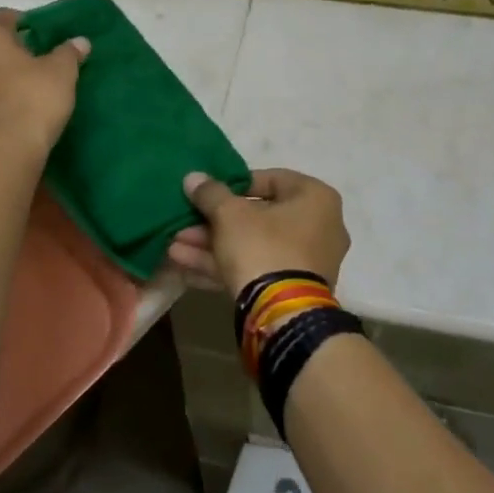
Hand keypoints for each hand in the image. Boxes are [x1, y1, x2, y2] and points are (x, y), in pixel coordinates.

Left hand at [0, 9, 88, 155]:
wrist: (5, 152)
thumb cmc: (33, 99)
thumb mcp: (62, 72)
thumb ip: (69, 52)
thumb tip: (79, 41)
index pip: (5, 16)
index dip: (28, 22)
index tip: (47, 35)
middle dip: (15, 49)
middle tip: (43, 59)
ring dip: (5, 74)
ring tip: (32, 86)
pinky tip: (19, 107)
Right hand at [168, 168, 350, 295]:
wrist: (282, 315)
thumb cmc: (263, 247)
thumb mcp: (230, 214)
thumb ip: (210, 193)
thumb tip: (193, 177)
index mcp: (315, 198)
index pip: (271, 179)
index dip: (234, 184)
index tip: (208, 192)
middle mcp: (319, 227)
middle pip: (258, 217)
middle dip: (214, 221)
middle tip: (184, 222)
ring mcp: (307, 262)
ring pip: (252, 246)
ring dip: (212, 245)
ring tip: (173, 245)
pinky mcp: (292, 290)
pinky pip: (255, 269)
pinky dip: (223, 266)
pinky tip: (183, 268)